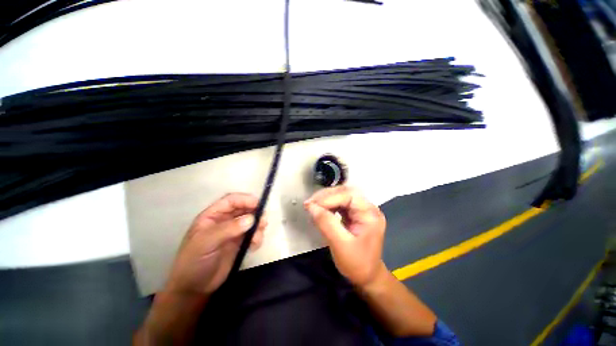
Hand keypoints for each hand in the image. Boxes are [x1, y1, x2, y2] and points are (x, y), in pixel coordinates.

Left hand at [164, 193, 267, 294]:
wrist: (194, 289)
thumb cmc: (194, 262)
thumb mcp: (206, 243)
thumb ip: (228, 229)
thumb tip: (251, 219)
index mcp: (212, 216)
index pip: (231, 201)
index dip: (245, 200)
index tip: (259, 205)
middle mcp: (224, 221)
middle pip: (244, 209)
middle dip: (255, 213)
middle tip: (263, 221)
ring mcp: (233, 232)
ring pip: (251, 221)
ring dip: (258, 226)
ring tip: (257, 238)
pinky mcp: (240, 243)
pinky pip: (253, 234)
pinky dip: (257, 237)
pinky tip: (254, 246)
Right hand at [304, 186, 386, 287]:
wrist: (367, 277)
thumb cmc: (357, 264)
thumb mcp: (340, 245)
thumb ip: (326, 223)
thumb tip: (311, 206)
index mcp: (370, 214)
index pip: (349, 195)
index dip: (329, 197)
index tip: (311, 205)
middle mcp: (367, 207)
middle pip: (345, 192)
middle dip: (326, 196)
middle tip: (310, 204)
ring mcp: (361, 210)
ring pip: (341, 195)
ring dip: (325, 199)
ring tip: (312, 205)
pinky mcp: (354, 213)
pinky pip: (340, 203)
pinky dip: (328, 204)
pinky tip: (320, 209)